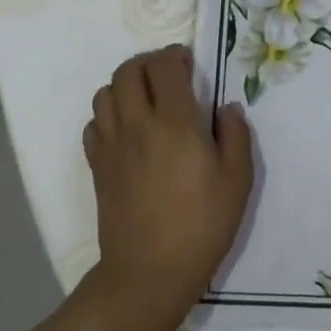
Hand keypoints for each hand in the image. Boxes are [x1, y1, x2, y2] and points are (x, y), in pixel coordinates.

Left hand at [82, 45, 252, 330]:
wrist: (148, 275)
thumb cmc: (200, 225)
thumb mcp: (237, 180)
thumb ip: (236, 135)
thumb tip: (227, 108)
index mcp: (175, 122)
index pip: (164, 66)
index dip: (175, 56)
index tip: (189, 65)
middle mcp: (138, 124)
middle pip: (128, 70)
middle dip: (148, 63)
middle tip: (168, 75)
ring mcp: (112, 145)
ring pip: (105, 93)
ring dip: (126, 86)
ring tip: (146, 99)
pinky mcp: (97, 167)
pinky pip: (93, 124)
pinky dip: (108, 115)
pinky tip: (127, 130)